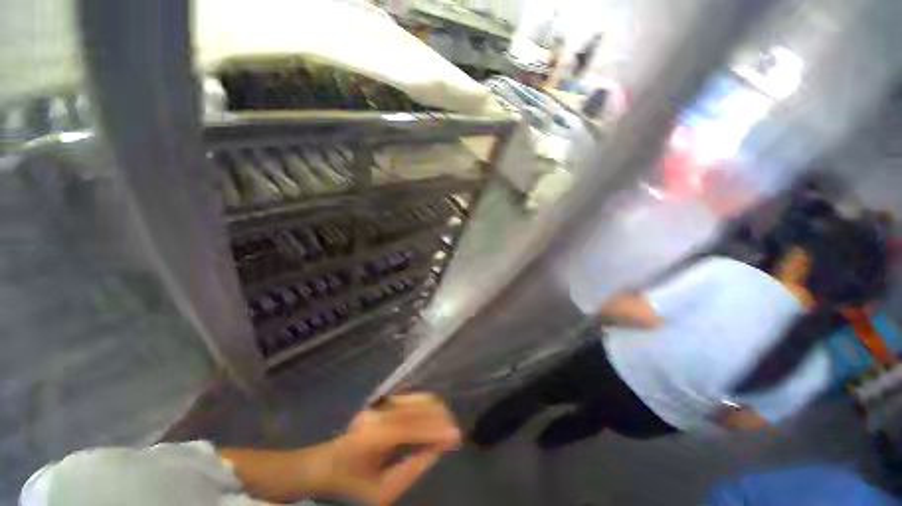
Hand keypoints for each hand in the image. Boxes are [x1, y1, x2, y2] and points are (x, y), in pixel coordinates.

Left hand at [219, 394, 459, 504]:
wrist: (327, 465)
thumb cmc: (352, 485)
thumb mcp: (383, 492)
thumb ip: (412, 469)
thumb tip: (438, 449)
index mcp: (374, 438)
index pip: (412, 427)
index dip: (436, 430)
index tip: (456, 436)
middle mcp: (378, 414)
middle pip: (417, 408)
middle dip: (440, 418)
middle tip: (455, 433)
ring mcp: (379, 405)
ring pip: (417, 399)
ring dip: (436, 410)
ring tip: (448, 425)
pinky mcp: (383, 402)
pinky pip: (412, 399)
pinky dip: (427, 406)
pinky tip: (435, 416)